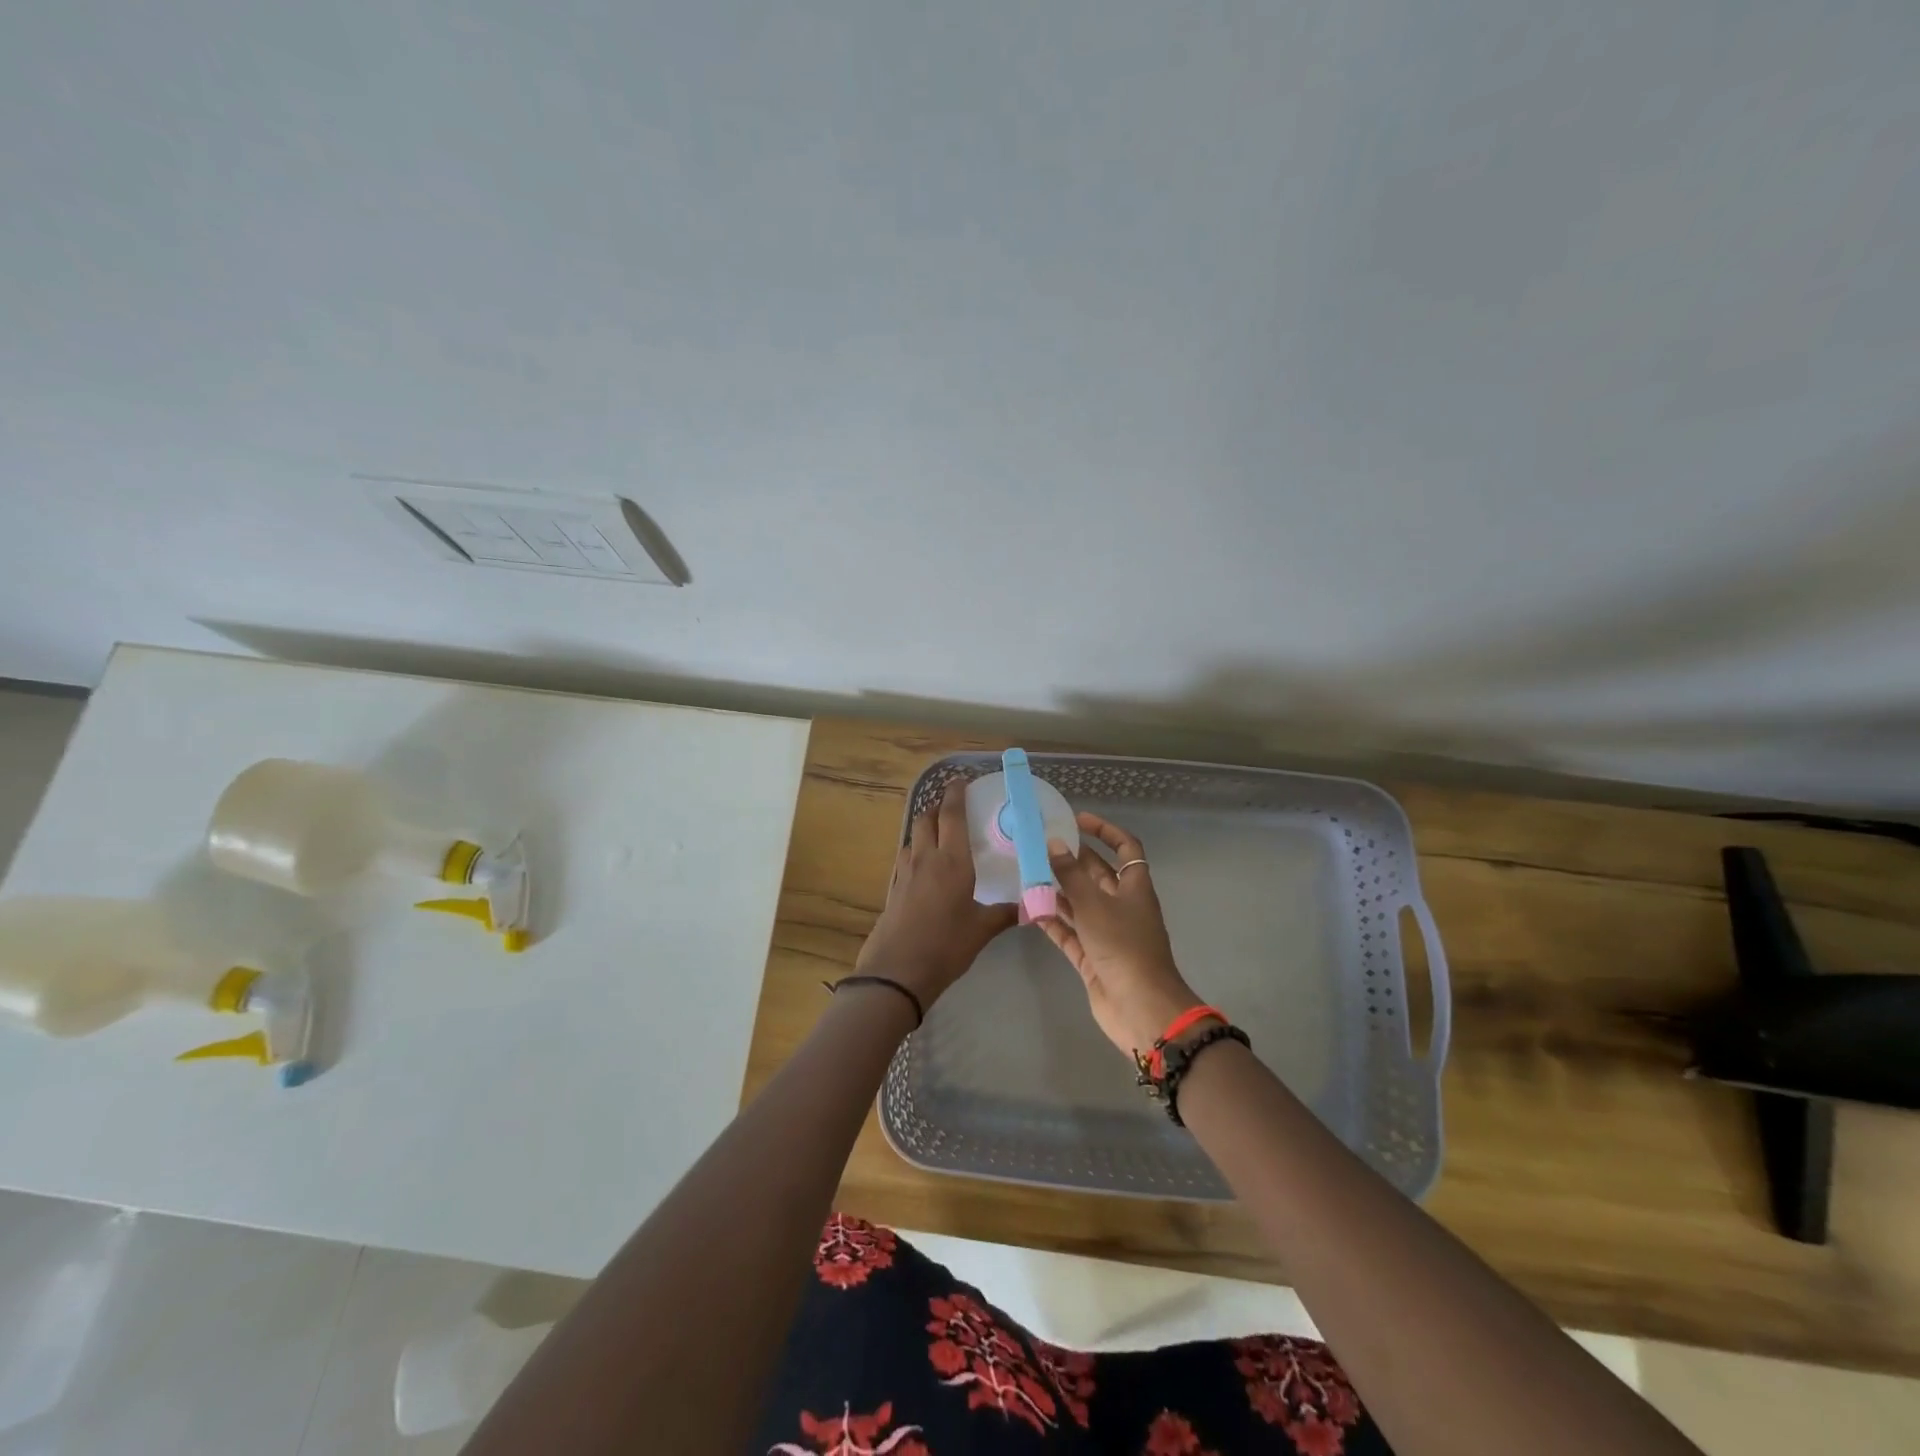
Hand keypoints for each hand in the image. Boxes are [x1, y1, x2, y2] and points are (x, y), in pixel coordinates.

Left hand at [854, 783, 1017, 1006]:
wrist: (897, 972)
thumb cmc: (945, 946)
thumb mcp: (981, 930)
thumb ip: (1005, 914)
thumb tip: (1031, 908)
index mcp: (951, 861)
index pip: (951, 815)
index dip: (955, 794)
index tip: (960, 780)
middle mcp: (925, 858)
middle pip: (926, 819)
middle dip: (937, 806)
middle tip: (952, 806)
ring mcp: (905, 873)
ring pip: (913, 837)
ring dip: (925, 828)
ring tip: (940, 835)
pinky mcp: (893, 888)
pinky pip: (906, 857)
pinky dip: (917, 850)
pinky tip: (926, 867)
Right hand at [1039, 812, 1203, 1055]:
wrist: (1140, 1009)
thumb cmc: (1123, 947)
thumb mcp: (1094, 905)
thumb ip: (1071, 875)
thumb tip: (1054, 843)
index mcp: (1134, 888)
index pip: (1125, 848)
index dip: (1105, 830)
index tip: (1077, 820)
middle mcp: (1122, 907)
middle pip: (1097, 875)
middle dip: (1072, 860)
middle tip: (1039, 846)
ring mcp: (1107, 934)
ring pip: (1079, 904)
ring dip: (1056, 891)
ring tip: (1026, 874)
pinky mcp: (1092, 958)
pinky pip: (1069, 933)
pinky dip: (1052, 921)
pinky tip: (1029, 909)